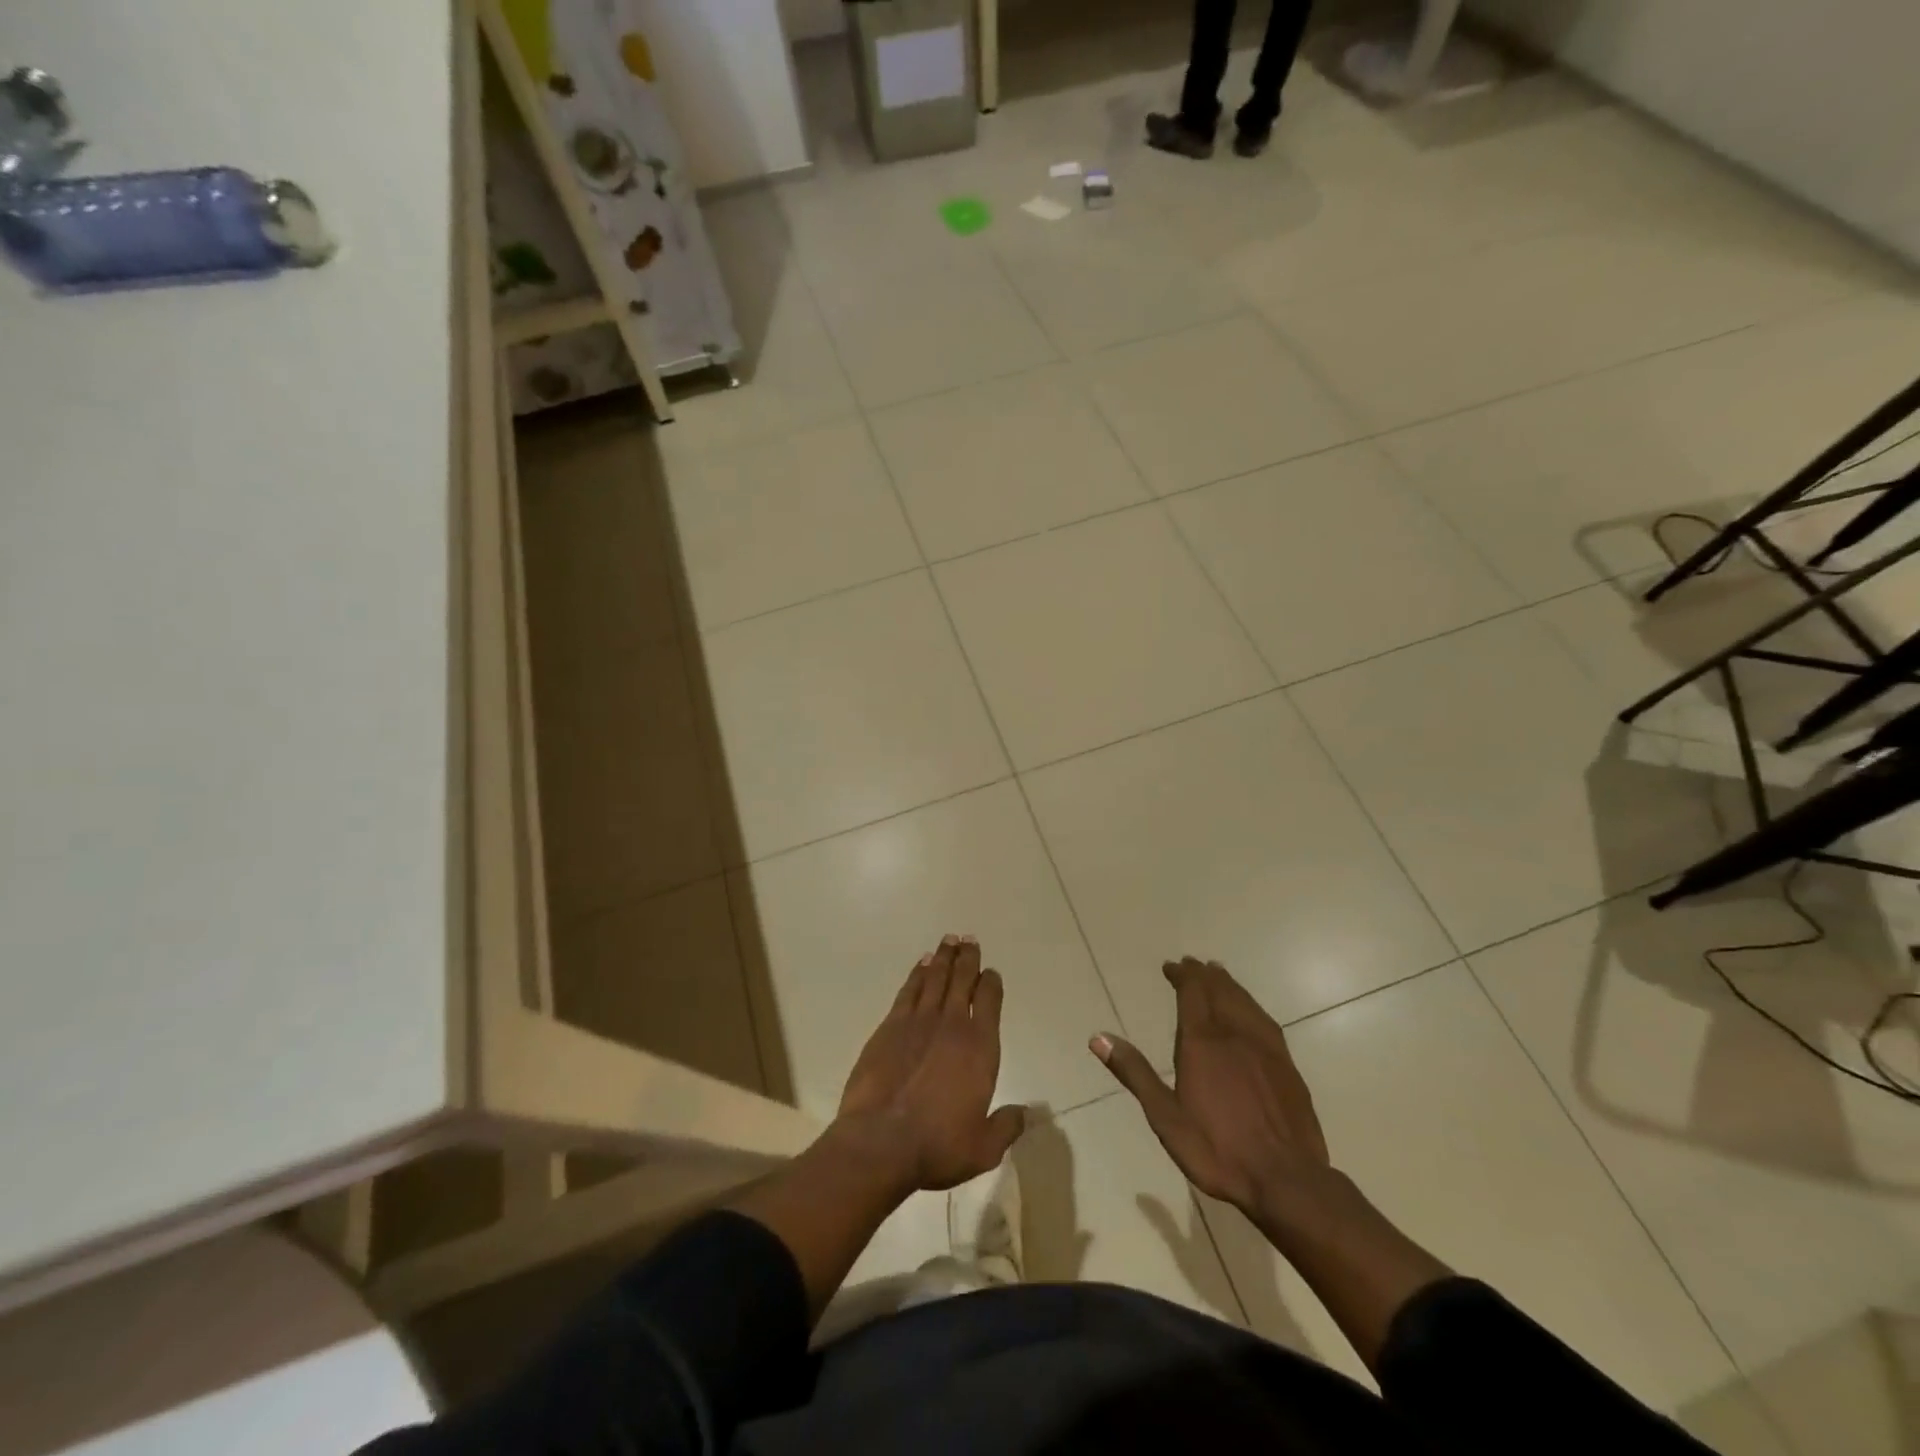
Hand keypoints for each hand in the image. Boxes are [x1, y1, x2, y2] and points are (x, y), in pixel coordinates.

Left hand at [835, 934, 1025, 1192]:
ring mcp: (919, 1021)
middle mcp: (953, 1025)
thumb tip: (1026, 1113)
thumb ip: (1006, 1126)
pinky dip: (917, 973)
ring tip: (949, 940)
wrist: (880, 1142)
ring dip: (944, 958)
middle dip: (968, 958)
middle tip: (969, 939)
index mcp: (981, 1048)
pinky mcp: (890, 1026)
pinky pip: (909, 990)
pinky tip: (922, 964)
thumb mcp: (983, 1148)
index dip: (992, 982)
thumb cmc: (937, 1146)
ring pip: (935, 978)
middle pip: (963, 980)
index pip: (990, 1001)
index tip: (991, 972)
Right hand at [1092, 957, 1330, 1219]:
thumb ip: (1135, 1073)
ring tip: (1219, 975)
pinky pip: (1265, 1021)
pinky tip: (1251, 1012)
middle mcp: (1234, 1034)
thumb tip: (1098, 1038)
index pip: (1192, 992)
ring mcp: (1265, 1048)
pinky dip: (1251, 1005)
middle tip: (1192, 964)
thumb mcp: (1165, 1117)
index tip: (1172, 966)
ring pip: (1244, 1002)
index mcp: (1202, 1043)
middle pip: (1219, 991)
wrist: (1287, 1180)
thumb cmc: (1218, 1150)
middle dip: (1204, 975)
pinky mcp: (1287, 1066)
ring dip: (1228, 985)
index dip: (1182, 975)